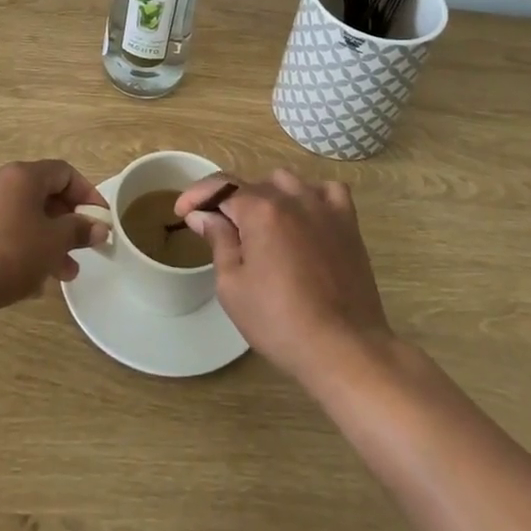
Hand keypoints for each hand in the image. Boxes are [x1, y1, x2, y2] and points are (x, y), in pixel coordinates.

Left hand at [0, 160, 108, 317]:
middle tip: (80, 251)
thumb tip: (99, 227)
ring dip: (44, 240)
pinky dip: (19, 246)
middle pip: (41, 195)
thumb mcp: (53, 243)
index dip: (87, 194)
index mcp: (21, 175)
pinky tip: (27, 280)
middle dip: (65, 224)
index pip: (64, 173)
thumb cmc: (10, 254)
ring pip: (21, 216)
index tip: (99, 221)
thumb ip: (79, 230)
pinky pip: (0, 230)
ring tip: (60, 275)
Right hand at [177, 168, 390, 383]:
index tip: (181, 212)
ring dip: (268, 197)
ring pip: (287, 183)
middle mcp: (292, 197)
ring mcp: (324, 207)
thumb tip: (202, 214)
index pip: (220, 186)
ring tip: (262, 227)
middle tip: (221, 233)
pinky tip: (306, 217)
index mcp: (260, 210)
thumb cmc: (279, 322)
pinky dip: (312, 196)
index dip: (197, 196)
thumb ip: (218, 241)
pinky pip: (328, 191)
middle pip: (253, 186)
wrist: (343, 348)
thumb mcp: (232, 286)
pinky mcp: (348, 223)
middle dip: (230, 204)